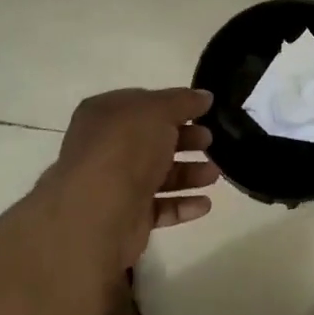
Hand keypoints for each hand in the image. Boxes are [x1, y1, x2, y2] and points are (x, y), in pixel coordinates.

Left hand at [42, 88, 219, 268]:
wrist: (98, 211)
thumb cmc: (125, 148)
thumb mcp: (158, 111)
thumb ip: (183, 101)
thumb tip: (204, 96)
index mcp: (105, 115)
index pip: (143, 104)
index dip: (174, 106)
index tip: (204, 112)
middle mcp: (106, 148)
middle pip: (152, 140)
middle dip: (185, 140)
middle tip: (210, 141)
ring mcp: (114, 184)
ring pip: (157, 175)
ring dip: (188, 173)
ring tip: (214, 175)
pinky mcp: (126, 217)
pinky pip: (159, 207)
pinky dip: (182, 204)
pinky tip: (205, 204)